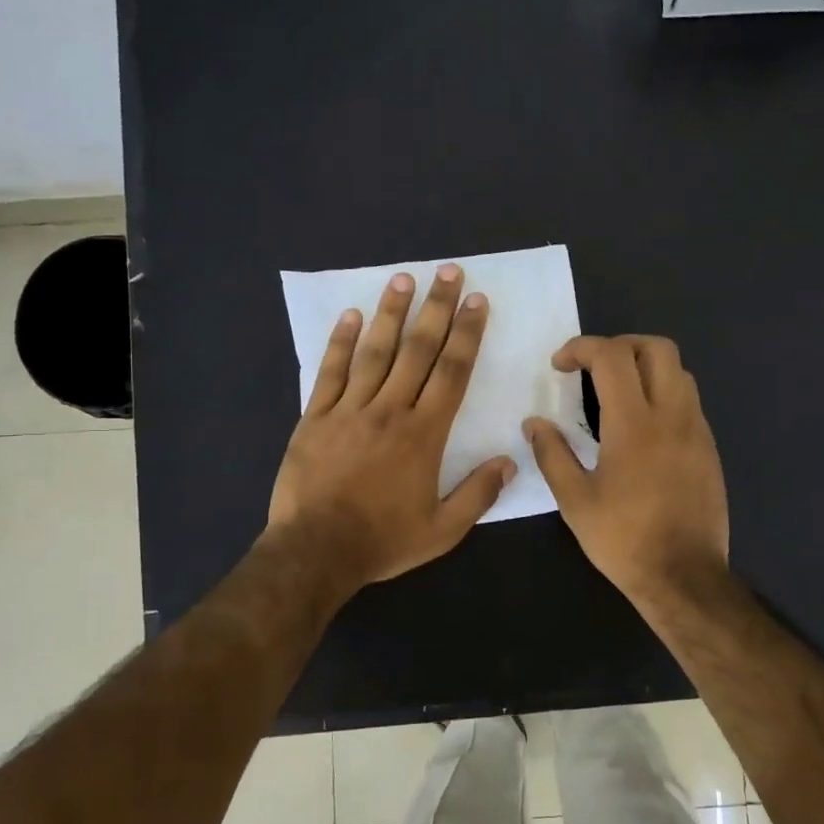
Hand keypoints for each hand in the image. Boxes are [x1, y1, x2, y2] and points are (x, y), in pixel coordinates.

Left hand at [268, 265, 515, 590]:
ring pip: (374, 352)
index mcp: (424, 434)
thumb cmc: (383, 541)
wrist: (315, 552)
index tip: (476, 302)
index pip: (452, 372)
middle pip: (417, 350)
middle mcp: (389, 410)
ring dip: (391, 314)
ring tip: (403, 279)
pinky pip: (330, 372)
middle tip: (448, 272)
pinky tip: (350, 316)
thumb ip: (478, 494)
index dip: (467, 334)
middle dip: (436, 309)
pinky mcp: (314, 418)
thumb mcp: (442, 530)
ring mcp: (348, 410)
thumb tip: (509, 460)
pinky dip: (340, 342)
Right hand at [524, 335, 729, 605]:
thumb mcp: (575, 501)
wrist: (684, 576)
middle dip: (620, 345)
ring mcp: (696, 430)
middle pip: (657, 348)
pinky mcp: (709, 448)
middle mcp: (672, 415)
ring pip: (678, 371)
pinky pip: (688, 400)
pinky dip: (663, 393)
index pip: (612, 357)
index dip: (582, 348)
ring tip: (616, 393)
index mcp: (634, 424)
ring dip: (645, 367)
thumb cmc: (623, 539)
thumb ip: (552, 454)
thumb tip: (534, 423)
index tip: (560, 365)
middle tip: (593, 368)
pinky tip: (641, 427)